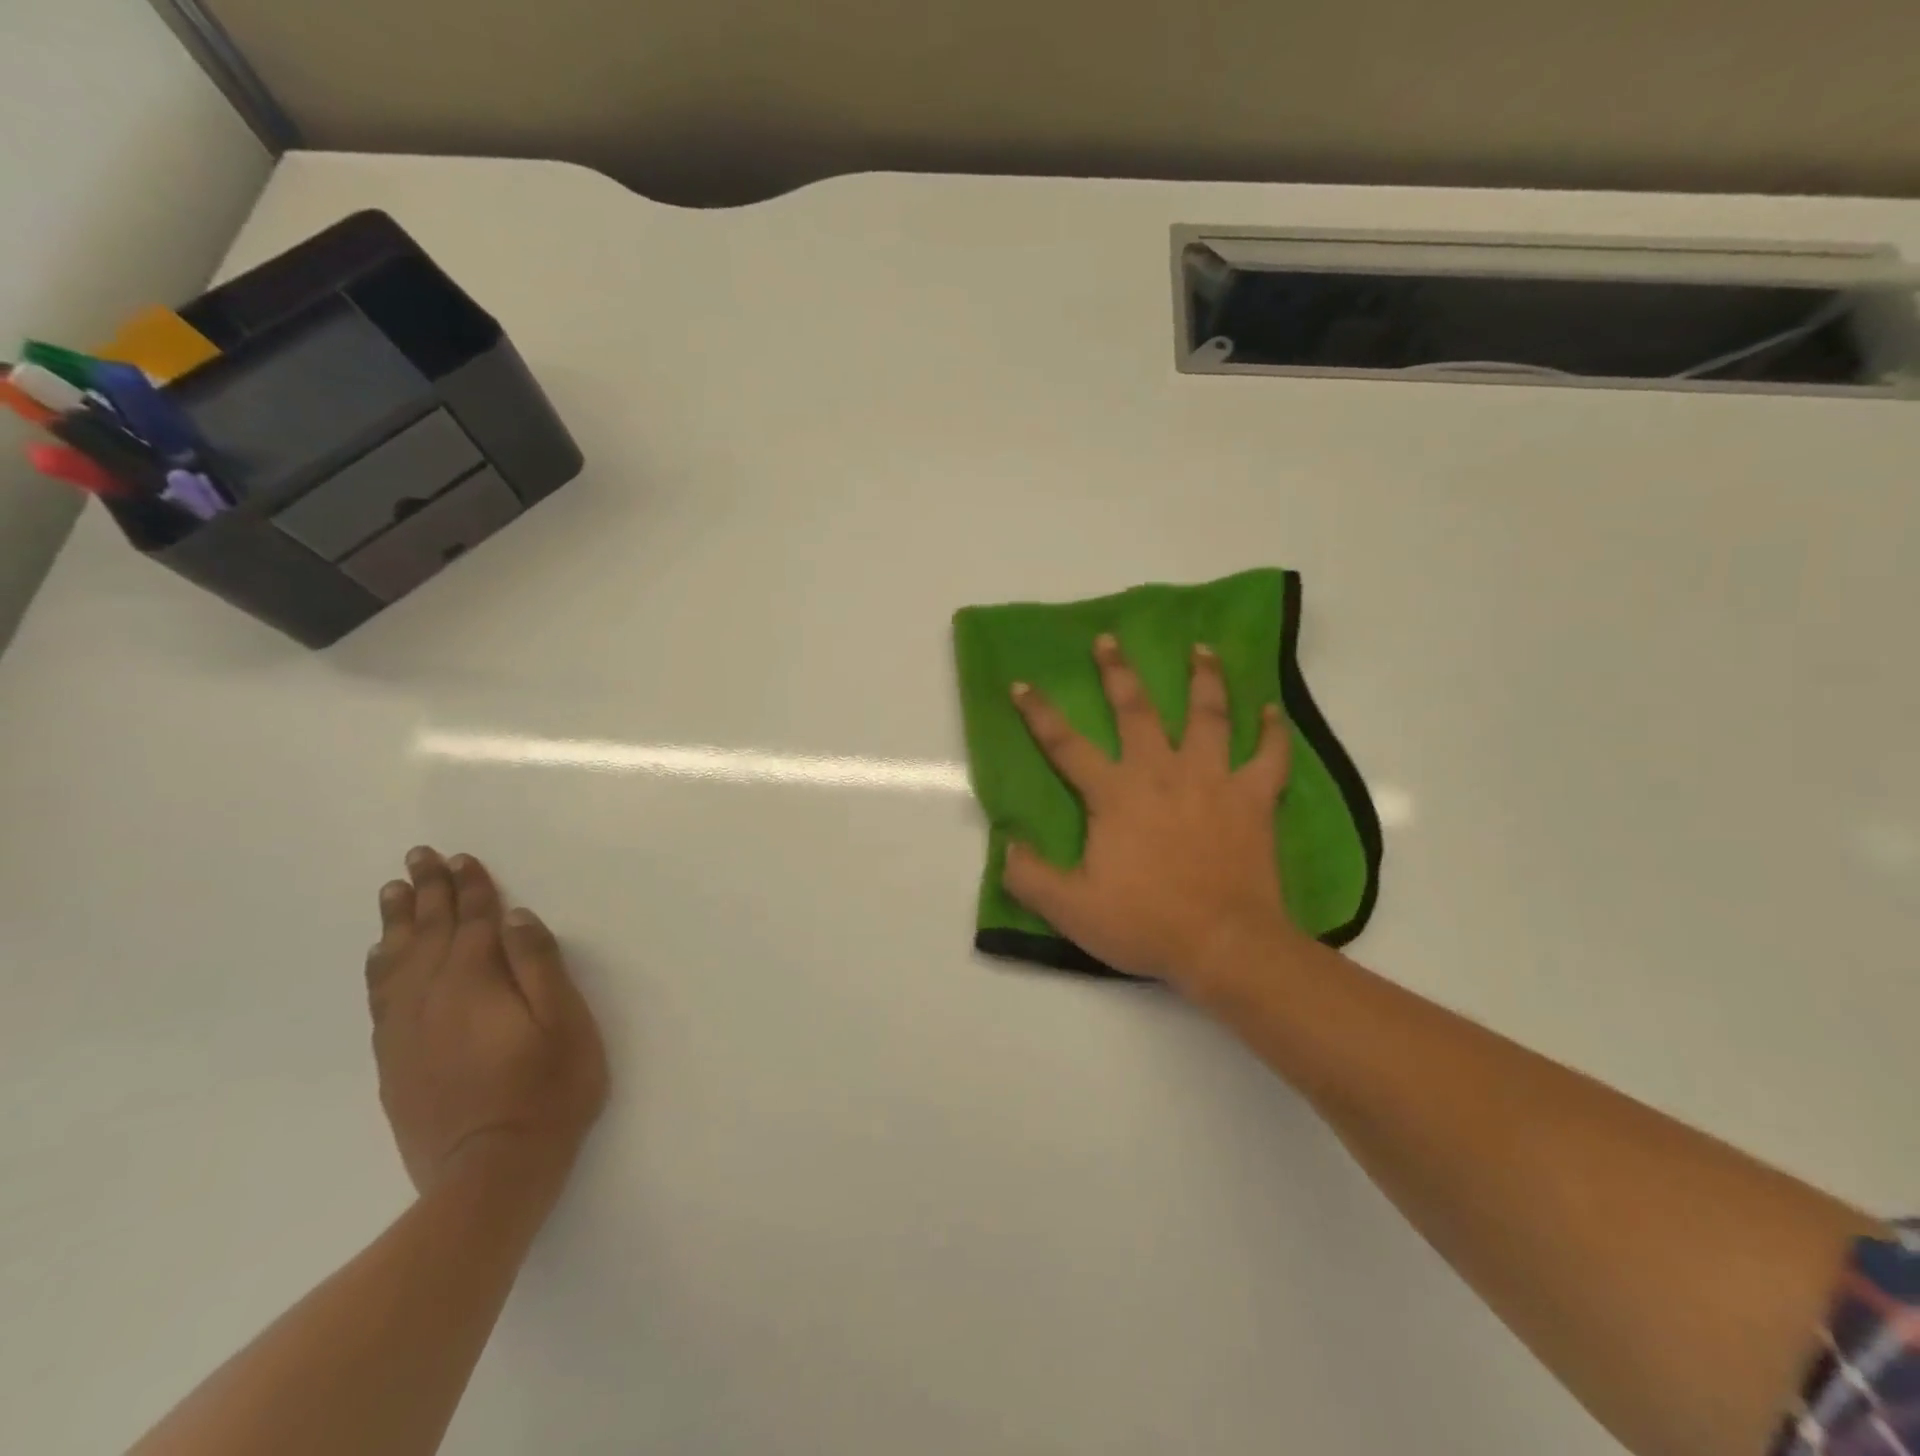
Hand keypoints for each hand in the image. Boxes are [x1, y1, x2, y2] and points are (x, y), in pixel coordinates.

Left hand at [365, 847, 607, 1197]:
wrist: (490, 1174)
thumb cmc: (547, 1090)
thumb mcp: (564, 1022)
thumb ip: (539, 964)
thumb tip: (516, 917)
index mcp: (476, 982)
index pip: (474, 922)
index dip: (471, 888)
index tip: (462, 858)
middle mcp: (432, 997)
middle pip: (428, 932)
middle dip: (427, 892)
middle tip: (417, 856)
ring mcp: (407, 1031)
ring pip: (396, 961)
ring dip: (397, 923)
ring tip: (392, 891)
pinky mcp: (395, 1061)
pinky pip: (380, 998)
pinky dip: (380, 967)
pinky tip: (381, 956)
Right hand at [1005, 635, 1298, 986]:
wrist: (1224, 944)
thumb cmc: (1145, 922)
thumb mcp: (1070, 908)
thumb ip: (1029, 876)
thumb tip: (1005, 846)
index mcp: (1114, 794)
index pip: (1066, 745)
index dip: (1039, 713)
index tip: (1022, 684)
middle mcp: (1161, 772)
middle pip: (1137, 711)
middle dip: (1118, 673)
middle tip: (1109, 639)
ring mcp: (1212, 780)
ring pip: (1209, 716)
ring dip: (1204, 679)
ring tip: (1201, 648)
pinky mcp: (1253, 799)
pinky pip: (1269, 756)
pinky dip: (1272, 731)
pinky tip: (1271, 709)